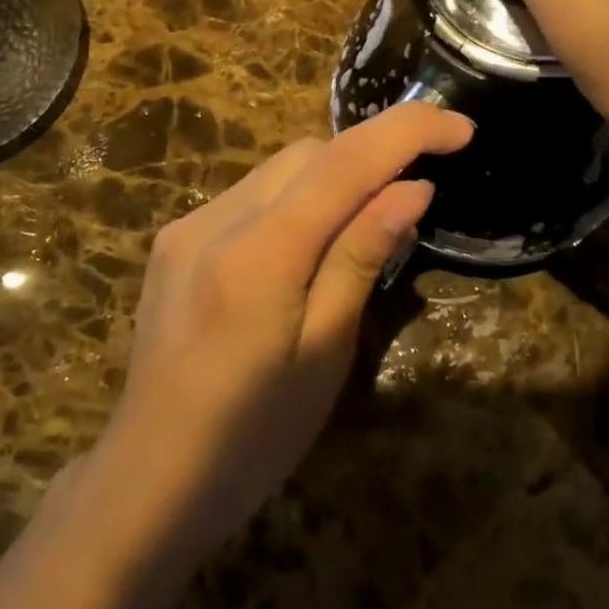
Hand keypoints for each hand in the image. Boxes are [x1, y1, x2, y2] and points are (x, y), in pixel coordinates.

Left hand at [94, 102, 473, 570]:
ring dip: (333, 176)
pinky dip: (295, 197)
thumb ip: (363, 255)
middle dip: (370, 155)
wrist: (148, 481)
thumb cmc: (253, 438)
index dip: (407, 131)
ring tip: (367, 219)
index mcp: (258, 255)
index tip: (460, 127)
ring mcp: (187, 225)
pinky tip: (307, 243)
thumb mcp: (325, 353)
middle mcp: (216, 220)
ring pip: (280, 167)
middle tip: (417, 190)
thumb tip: (413, 187)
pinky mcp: (175, 239)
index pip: (344, 163)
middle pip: (310, 154)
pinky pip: (251, 193)